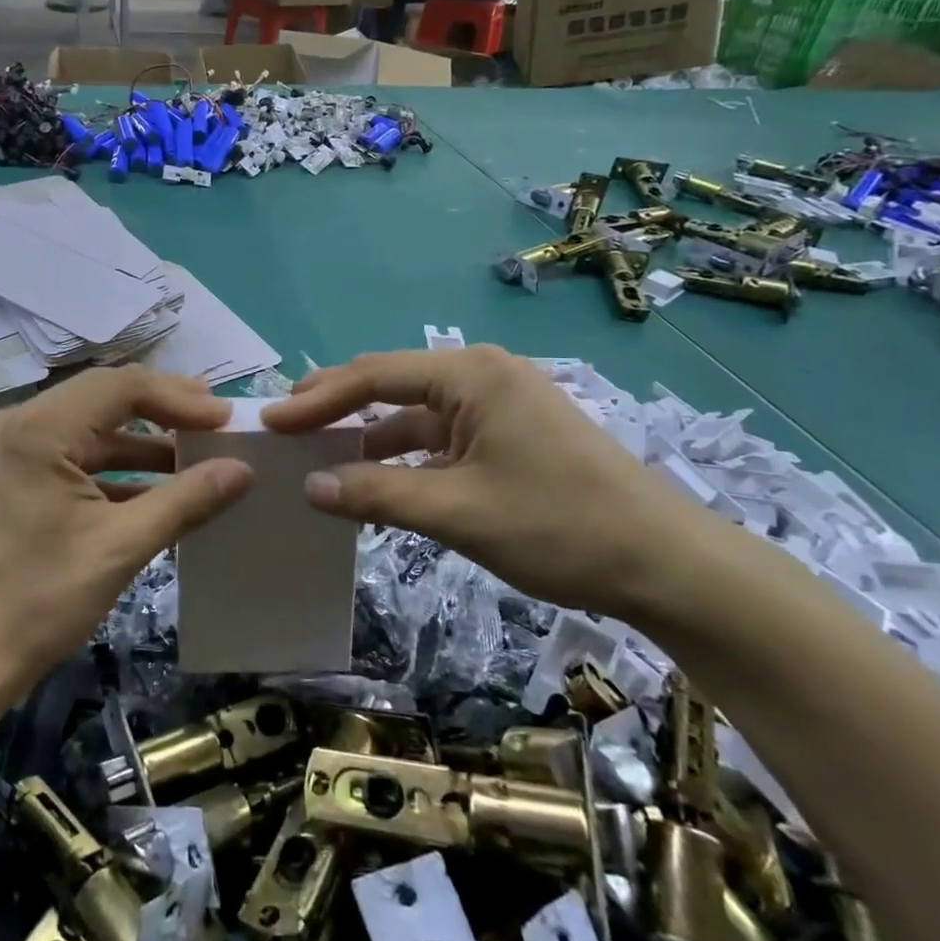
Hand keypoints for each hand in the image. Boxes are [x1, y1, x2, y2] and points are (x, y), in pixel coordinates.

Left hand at [0, 366, 253, 708]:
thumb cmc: (38, 599)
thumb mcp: (120, 547)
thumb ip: (185, 500)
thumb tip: (243, 470)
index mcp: (39, 428)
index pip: (122, 387)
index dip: (179, 399)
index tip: (226, 420)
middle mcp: (21, 424)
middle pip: (105, 399)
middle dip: (164, 410)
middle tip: (216, 423)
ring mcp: (14, 452)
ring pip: (91, 429)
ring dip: (143, 442)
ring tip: (197, 454)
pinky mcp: (15, 480)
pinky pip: (75, 457)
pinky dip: (117, 469)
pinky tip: (158, 491)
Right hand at [262, 346, 717, 615]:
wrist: (668, 565)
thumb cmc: (560, 526)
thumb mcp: (458, 512)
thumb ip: (378, 494)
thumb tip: (310, 488)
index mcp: (471, 375)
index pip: (375, 377)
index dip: (318, 399)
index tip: (271, 420)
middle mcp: (482, 376)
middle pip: (392, 384)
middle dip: (338, 405)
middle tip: (286, 426)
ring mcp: (499, 405)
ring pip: (414, 414)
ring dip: (369, 436)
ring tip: (319, 457)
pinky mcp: (509, 435)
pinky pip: (440, 438)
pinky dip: (404, 457)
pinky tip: (376, 481)